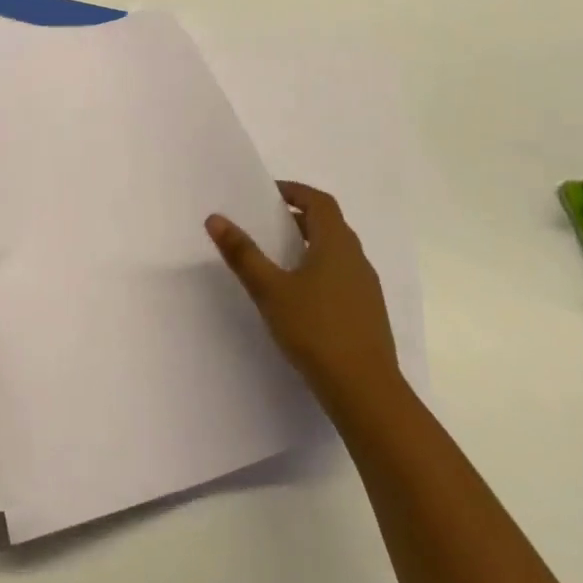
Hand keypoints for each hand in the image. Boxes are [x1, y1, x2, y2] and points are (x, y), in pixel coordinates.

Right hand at [206, 181, 404, 420]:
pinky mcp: (367, 313)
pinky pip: (342, 276)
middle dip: (299, 217)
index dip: (295, 191)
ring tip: (278, 257)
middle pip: (329, 225)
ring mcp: (366, 287)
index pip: (319, 202)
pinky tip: (300, 295)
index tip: (269, 193)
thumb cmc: (315, 330)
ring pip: (337, 252)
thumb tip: (215, 218)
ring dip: (309, 244)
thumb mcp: (270, 290)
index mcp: (336, 244)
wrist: (365, 390)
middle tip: (266, 222)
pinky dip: (319, 270)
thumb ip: (242, 254)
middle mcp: (356, 259)